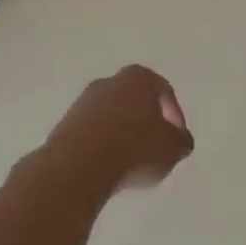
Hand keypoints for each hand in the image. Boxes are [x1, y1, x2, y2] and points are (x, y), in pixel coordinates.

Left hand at [43, 65, 192, 193]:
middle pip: (135, 100)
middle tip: (155, 148)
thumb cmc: (135, 149)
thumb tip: (180, 140)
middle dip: (146, 122)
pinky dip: (102, 146)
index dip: (175, 116)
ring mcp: (83, 102)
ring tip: (131, 163)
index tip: (177, 140)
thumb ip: (181, 141)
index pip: (164, 91)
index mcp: (138, 77)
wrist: (79, 165)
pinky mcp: (64, 124)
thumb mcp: (173, 148)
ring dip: (122, 134)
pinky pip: (92, 132)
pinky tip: (108, 167)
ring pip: (112, 115)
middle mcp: (109, 82)